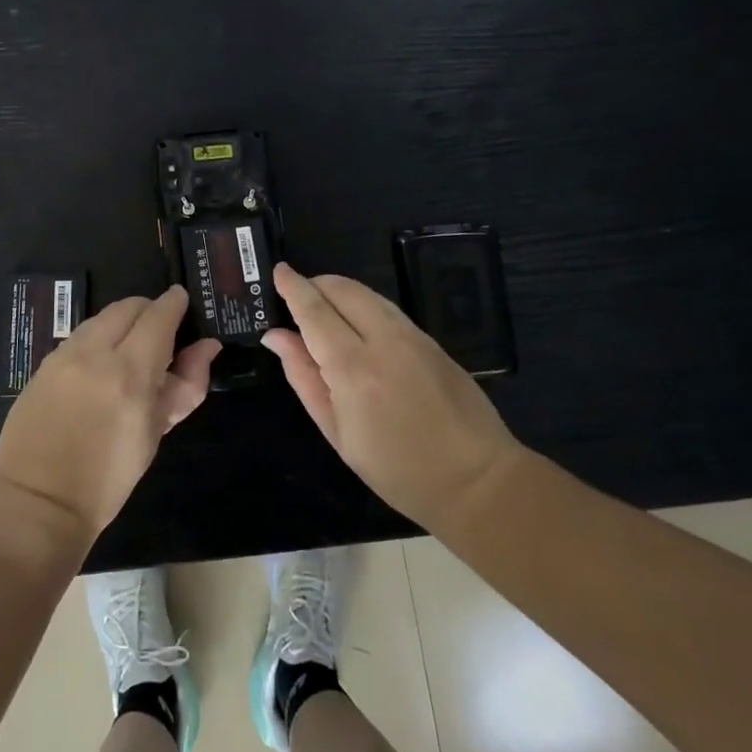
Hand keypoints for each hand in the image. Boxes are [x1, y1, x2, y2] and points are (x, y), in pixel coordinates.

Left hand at [0, 285, 220, 540]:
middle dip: (149, 310)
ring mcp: (62, 356)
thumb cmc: (108, 479)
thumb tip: (207, 347)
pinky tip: (100, 366)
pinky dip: (97, 339)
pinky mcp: (42, 364)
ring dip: (122, 323)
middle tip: (161, 332)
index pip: (158, 316)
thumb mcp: (154, 433)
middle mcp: (94, 353)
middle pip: (128, 306)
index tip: (183, 302)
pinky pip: (78, 337)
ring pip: (101, 318)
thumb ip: (184, 385)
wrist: (38, 503)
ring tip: (131, 351)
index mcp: (129, 373)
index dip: (174, 304)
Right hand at [263, 263, 521, 533]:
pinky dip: (363, 305)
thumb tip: (275, 336)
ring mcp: (413, 336)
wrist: (476, 480)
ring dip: (339, 291)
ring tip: (323, 308)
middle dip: (315, 283)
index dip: (293, 287)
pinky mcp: (432, 340)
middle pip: (342, 289)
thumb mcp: (337, 432)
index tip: (278, 271)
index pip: (314, 310)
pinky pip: (387, 308)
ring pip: (367, 294)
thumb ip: (303, 377)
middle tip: (296, 295)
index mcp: (353, 368)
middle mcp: (383, 340)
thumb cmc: (395, 469)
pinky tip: (356, 324)